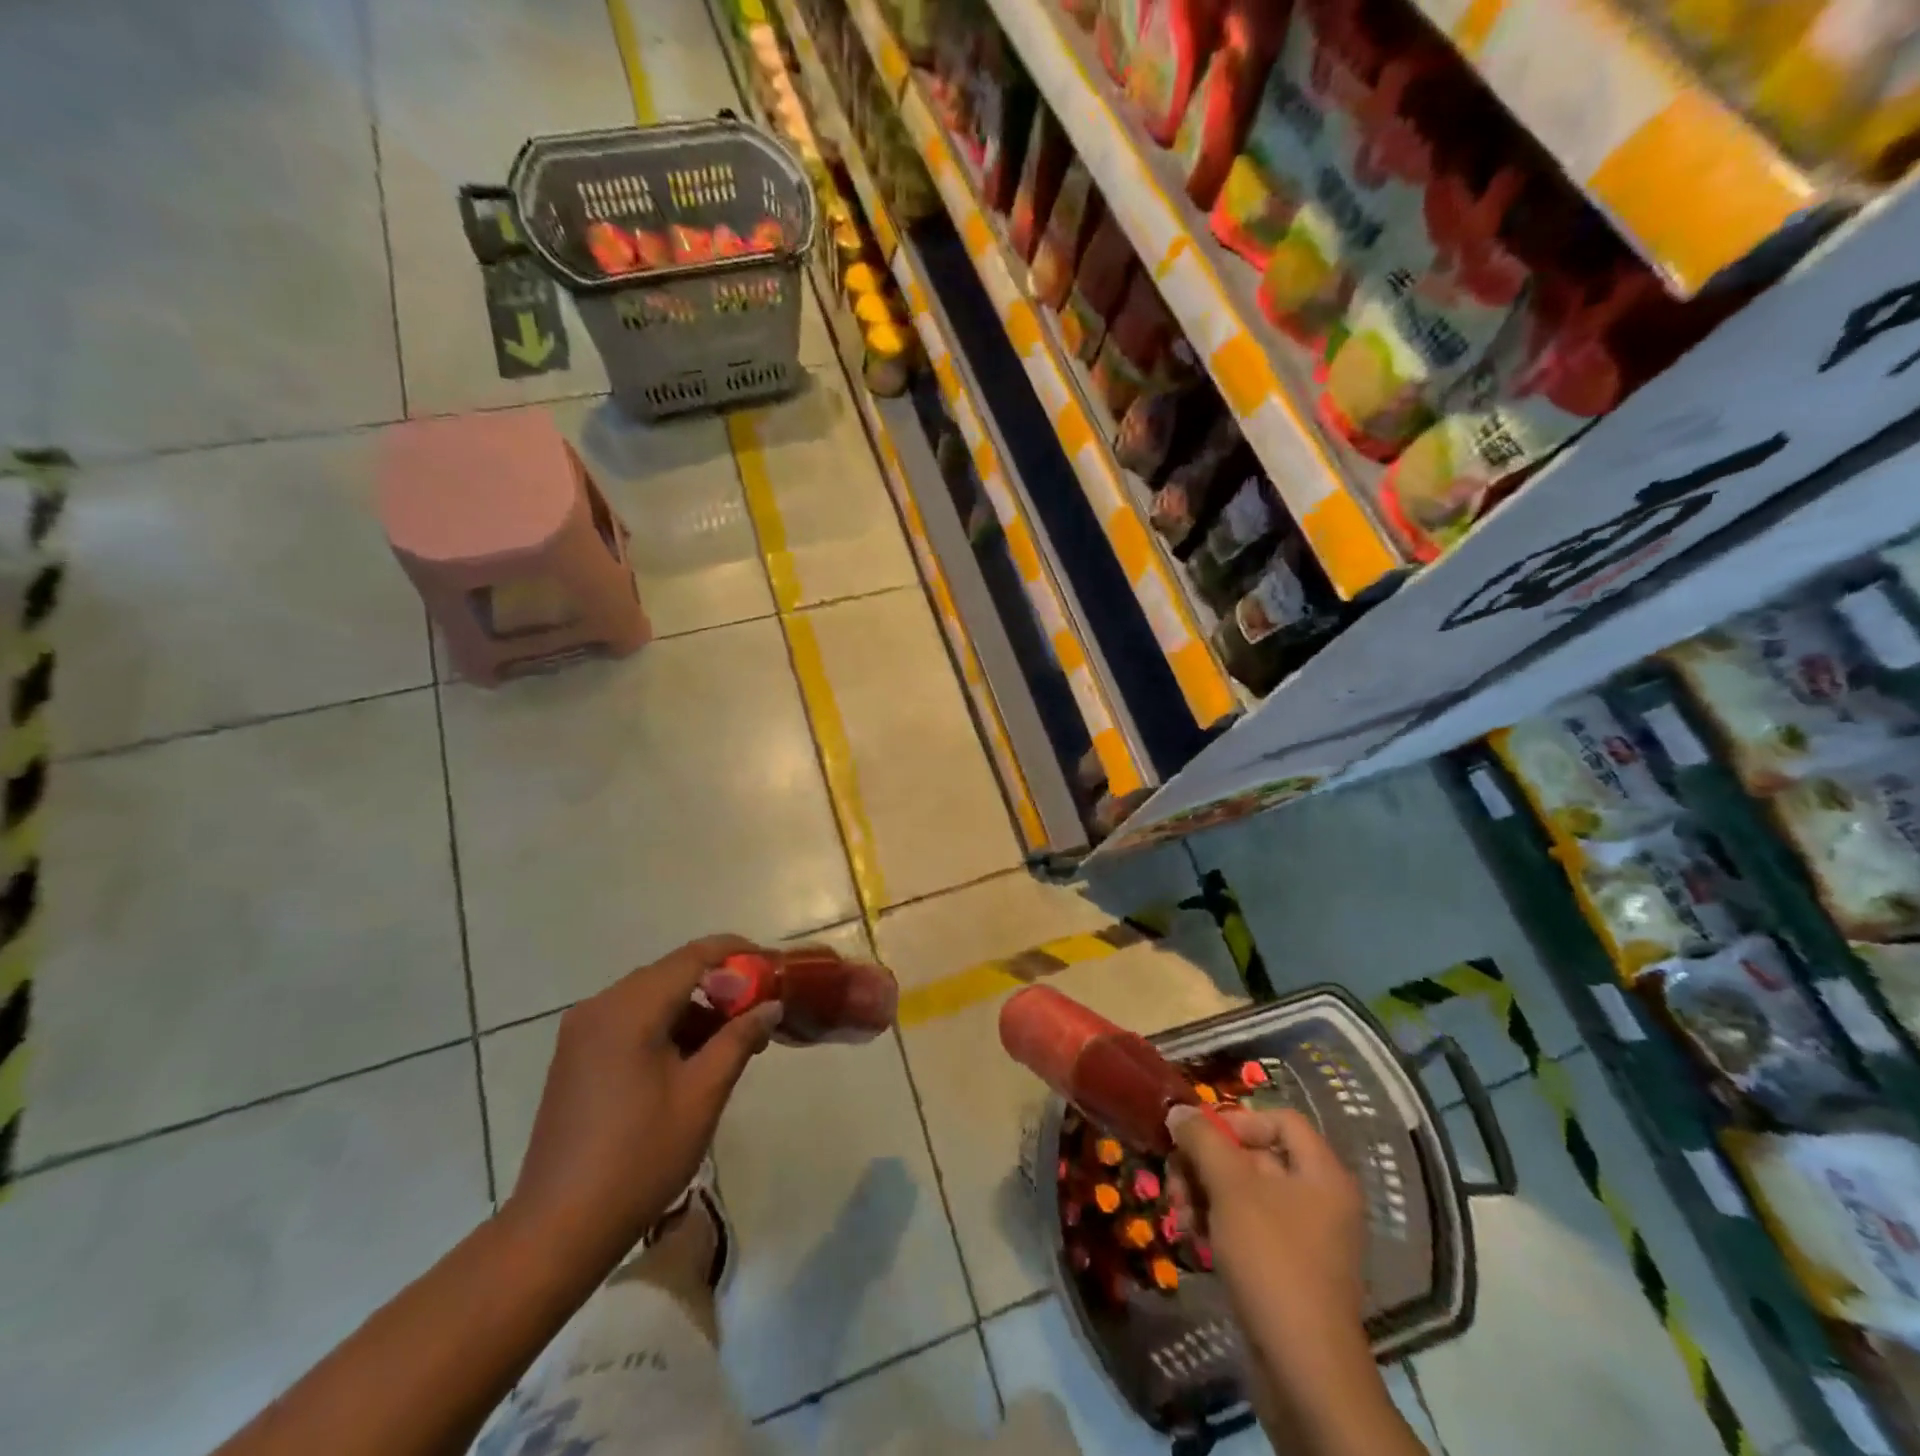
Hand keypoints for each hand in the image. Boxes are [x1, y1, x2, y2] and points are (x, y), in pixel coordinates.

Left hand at [501, 935, 780, 1268]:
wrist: (557, 1230)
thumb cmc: (639, 1157)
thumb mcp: (702, 1095)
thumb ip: (740, 1039)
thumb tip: (771, 1005)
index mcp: (629, 1009)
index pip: (694, 956)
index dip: (738, 953)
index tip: (774, 966)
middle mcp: (600, 1006)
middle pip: (672, 974)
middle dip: (720, 987)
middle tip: (759, 1013)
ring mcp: (581, 1032)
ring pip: (652, 998)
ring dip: (694, 1010)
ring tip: (731, 1045)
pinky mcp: (575, 1056)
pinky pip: (630, 1021)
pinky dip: (666, 1027)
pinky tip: (690, 1061)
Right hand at [1165, 1105, 1368, 1366]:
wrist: (1304, 1371)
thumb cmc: (1272, 1261)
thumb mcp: (1231, 1189)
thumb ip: (1203, 1140)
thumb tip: (1178, 1109)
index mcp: (1323, 1173)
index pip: (1279, 1119)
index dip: (1236, 1120)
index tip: (1198, 1138)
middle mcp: (1320, 1199)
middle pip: (1256, 1157)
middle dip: (1208, 1164)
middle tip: (1174, 1180)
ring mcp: (1305, 1239)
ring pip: (1245, 1195)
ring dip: (1205, 1196)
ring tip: (1179, 1215)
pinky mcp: (1288, 1271)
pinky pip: (1249, 1230)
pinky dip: (1218, 1227)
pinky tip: (1192, 1240)